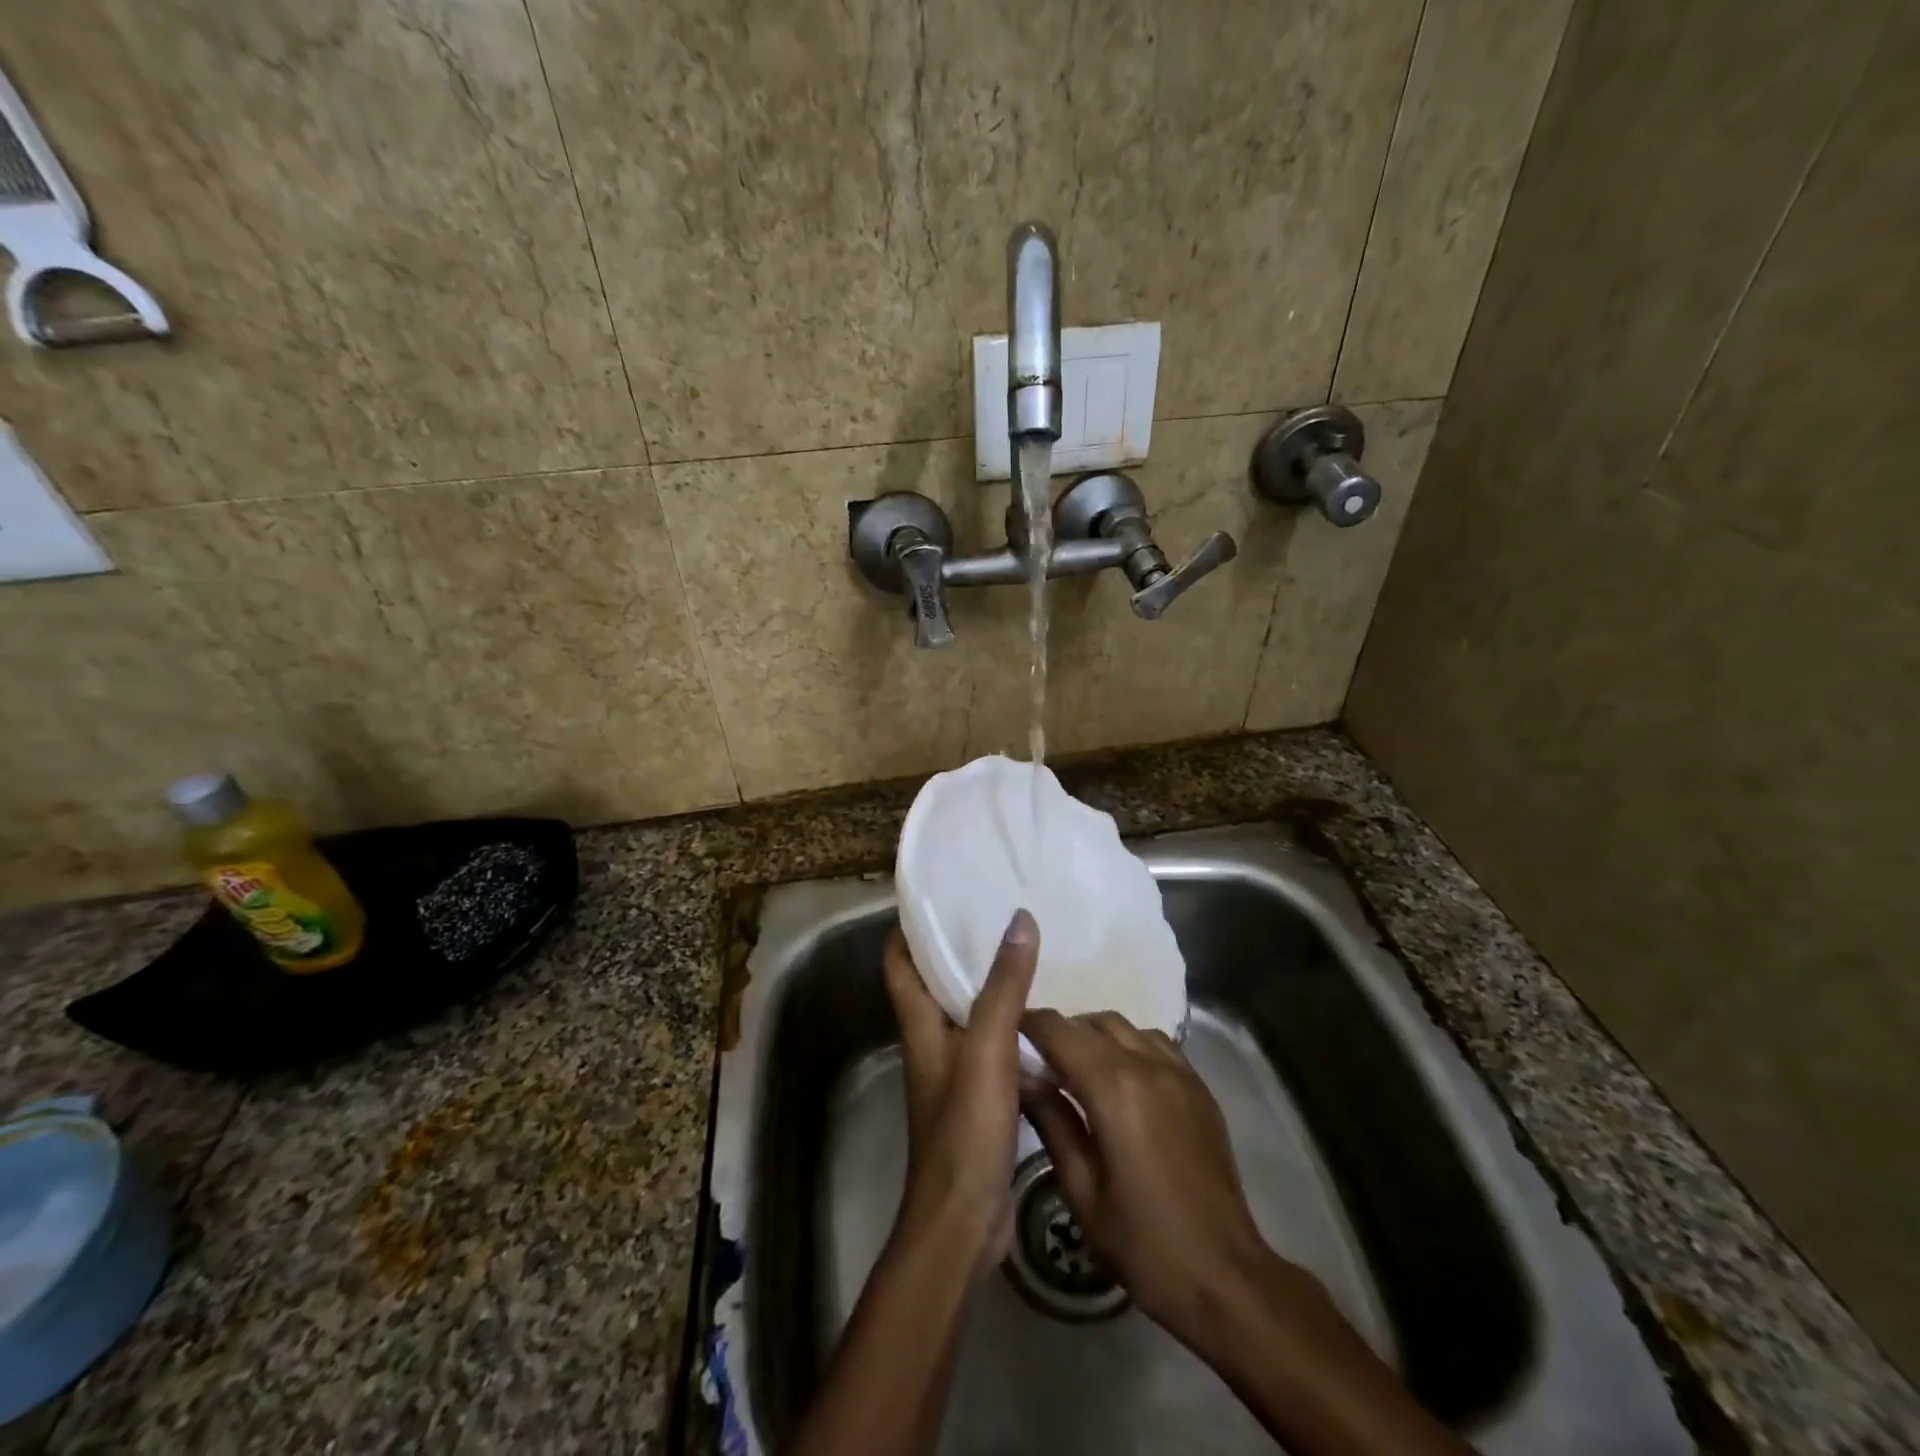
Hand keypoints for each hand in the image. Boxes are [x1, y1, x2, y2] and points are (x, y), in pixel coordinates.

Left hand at [883, 911, 1039, 1270]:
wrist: (964, 1221)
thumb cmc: (965, 1128)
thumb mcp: (987, 1048)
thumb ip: (1004, 985)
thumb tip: (1020, 918)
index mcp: (919, 1025)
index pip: (899, 963)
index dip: (909, 928)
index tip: (938, 897)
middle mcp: (931, 1042)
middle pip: (934, 983)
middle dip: (958, 949)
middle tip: (997, 916)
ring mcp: (955, 1072)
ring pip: (968, 1015)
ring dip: (990, 987)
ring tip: (1028, 956)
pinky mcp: (979, 1098)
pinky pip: (995, 1047)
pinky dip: (1013, 1028)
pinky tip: (1046, 1021)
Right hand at [1019, 1010, 1318, 1349]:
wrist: (1225, 1277)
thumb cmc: (1143, 1243)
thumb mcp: (1081, 1190)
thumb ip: (1050, 1121)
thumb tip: (1022, 1077)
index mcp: (1113, 1087)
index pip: (1059, 1031)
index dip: (1029, 1024)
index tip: (1007, 1034)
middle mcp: (1147, 1064)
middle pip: (1093, 1022)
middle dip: (1061, 1032)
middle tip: (1040, 1062)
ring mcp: (1179, 1072)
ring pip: (1126, 1027)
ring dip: (1096, 1037)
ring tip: (1079, 1071)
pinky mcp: (1199, 1087)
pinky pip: (1156, 1044)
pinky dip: (1130, 1046)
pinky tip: (1122, 1081)